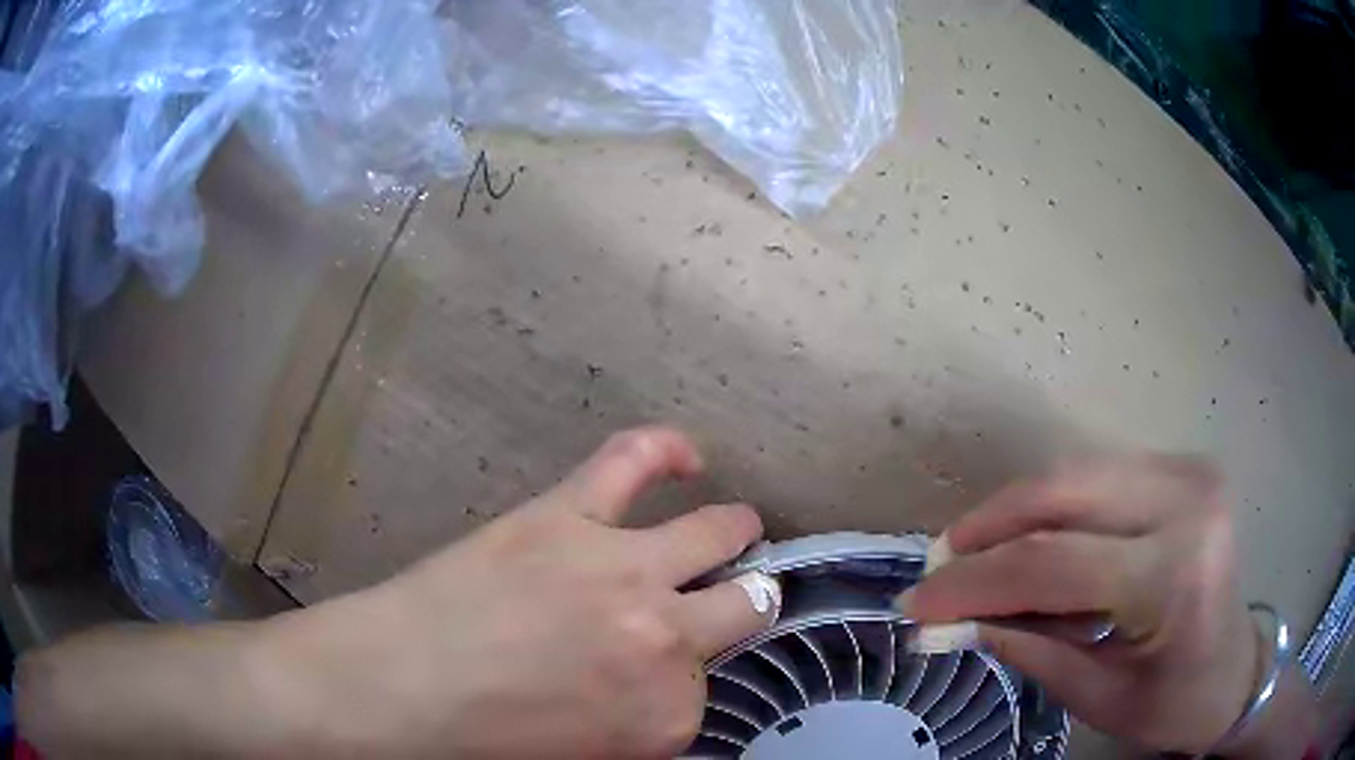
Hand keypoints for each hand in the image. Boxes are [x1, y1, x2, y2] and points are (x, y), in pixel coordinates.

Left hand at [255, 426, 774, 757]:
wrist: (398, 687)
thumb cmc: (482, 739)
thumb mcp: (588, 756)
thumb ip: (642, 723)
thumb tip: (657, 686)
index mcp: (667, 717)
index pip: (701, 697)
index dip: (674, 688)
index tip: (647, 684)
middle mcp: (665, 641)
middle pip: (746, 607)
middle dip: (745, 605)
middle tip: (734, 599)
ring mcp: (623, 571)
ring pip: (716, 534)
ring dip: (734, 534)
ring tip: (735, 530)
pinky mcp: (568, 517)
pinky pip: (633, 461)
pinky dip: (666, 450)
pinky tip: (687, 457)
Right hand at [895, 456, 1265, 753]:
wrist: (1235, 672)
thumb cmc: (1174, 702)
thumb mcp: (1097, 695)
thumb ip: (1027, 648)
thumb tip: (948, 620)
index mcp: (1175, 575)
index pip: (1053, 563)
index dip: (974, 582)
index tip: (916, 601)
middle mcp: (1187, 501)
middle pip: (1063, 492)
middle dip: (988, 529)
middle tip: (941, 566)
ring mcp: (1189, 472)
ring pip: (1075, 473)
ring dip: (1015, 515)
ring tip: (977, 558)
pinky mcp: (1182, 467)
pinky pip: (1097, 476)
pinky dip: (1051, 510)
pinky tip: (1031, 545)